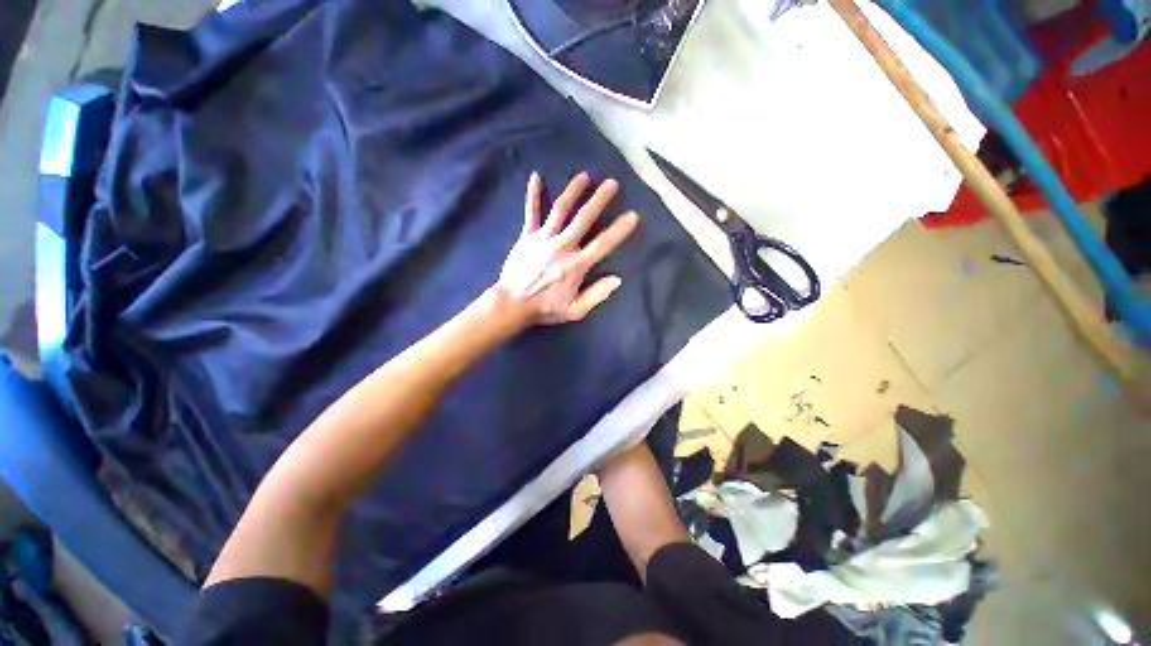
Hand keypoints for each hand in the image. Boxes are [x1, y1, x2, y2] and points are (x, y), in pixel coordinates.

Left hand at [497, 172, 638, 324]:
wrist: (512, 304)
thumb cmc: (544, 308)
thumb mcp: (574, 311)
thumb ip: (596, 295)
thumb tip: (617, 280)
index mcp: (576, 265)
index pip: (603, 243)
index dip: (620, 229)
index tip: (633, 215)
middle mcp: (563, 246)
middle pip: (584, 218)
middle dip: (599, 199)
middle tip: (612, 183)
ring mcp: (543, 238)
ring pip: (560, 209)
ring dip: (573, 191)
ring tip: (584, 176)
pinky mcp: (527, 236)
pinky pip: (531, 212)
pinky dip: (533, 194)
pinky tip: (536, 177)